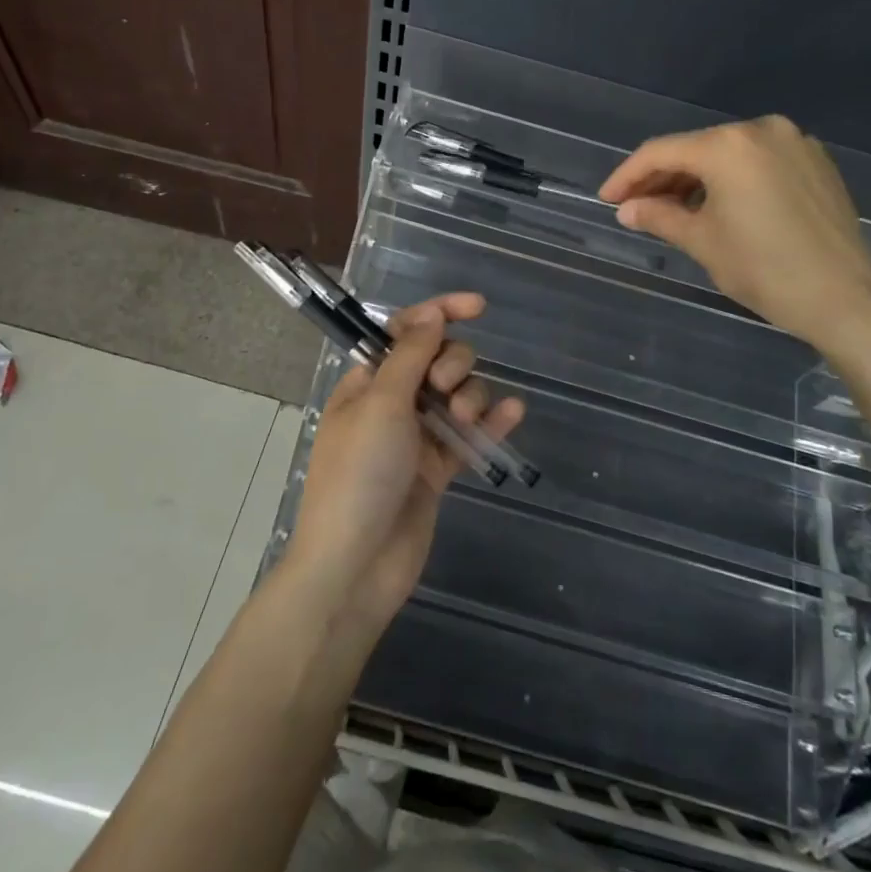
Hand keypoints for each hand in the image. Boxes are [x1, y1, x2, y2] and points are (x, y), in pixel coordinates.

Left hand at [286, 293, 524, 628]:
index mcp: (367, 381)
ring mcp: (417, 437)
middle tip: (443, 389)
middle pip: (438, 361)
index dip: (439, 313)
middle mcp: (392, 403)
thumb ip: (411, 355)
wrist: (355, 564)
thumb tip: (431, 313)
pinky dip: (492, 423)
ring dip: (471, 396)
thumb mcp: (381, 403)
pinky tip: (514, 413)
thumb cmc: (358, 474)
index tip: (477, 306)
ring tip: (465, 420)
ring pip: (458, 396)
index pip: (406, 332)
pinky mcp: (438, 469)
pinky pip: (470, 436)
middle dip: (453, 364)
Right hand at [598, 115, 870, 350]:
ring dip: (696, 178)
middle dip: (662, 177)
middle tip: (635, 206)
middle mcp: (761, 130)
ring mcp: (794, 142)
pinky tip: (718, 204)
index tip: (607, 199)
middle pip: (695, 148)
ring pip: (727, 153)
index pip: (661, 152)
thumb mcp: (703, 242)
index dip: (628, 176)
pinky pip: (758, 161)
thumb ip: (659, 216)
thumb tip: (626, 209)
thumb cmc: (765, 269)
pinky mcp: (815, 160)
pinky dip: (731, 178)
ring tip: (673, 209)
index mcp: (728, 146)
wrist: (846, 298)